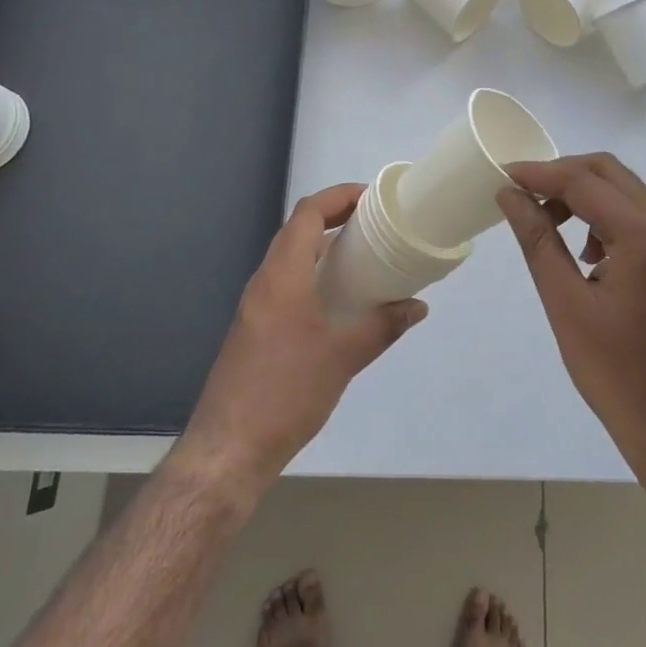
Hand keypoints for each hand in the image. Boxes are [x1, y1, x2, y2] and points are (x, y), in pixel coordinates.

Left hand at [175, 184, 426, 500]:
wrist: (228, 449)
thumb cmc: (286, 392)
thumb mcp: (343, 358)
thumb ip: (382, 326)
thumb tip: (417, 307)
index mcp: (282, 276)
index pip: (307, 213)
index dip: (338, 196)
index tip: (372, 198)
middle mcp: (264, 282)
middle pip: (297, 231)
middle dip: (335, 219)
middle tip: (375, 225)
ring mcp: (255, 307)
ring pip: (290, 259)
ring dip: (323, 249)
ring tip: (364, 257)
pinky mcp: (254, 329)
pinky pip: (286, 284)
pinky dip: (313, 276)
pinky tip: (339, 301)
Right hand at [498, 154, 645, 473]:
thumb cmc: (615, 373)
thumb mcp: (565, 304)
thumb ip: (538, 241)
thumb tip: (511, 196)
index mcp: (643, 237)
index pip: (584, 181)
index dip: (539, 173)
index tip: (502, 176)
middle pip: (610, 173)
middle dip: (563, 174)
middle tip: (524, 194)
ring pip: (626, 194)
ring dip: (585, 195)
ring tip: (548, 224)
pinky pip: (637, 221)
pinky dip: (604, 219)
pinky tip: (583, 254)